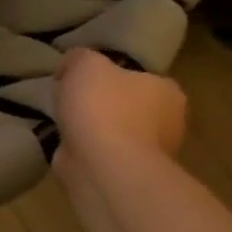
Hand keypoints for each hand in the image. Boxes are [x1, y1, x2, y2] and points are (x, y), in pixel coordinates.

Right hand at [52, 48, 186, 183]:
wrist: (102, 165)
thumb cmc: (103, 107)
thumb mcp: (85, 63)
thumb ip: (79, 57)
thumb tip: (70, 67)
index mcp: (167, 91)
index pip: (141, 76)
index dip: (112, 73)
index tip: (84, 77)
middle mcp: (167, 122)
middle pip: (128, 103)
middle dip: (102, 102)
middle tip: (71, 98)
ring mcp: (149, 152)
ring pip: (115, 130)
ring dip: (94, 128)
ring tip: (64, 122)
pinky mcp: (128, 174)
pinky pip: (103, 152)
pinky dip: (86, 148)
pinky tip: (67, 143)